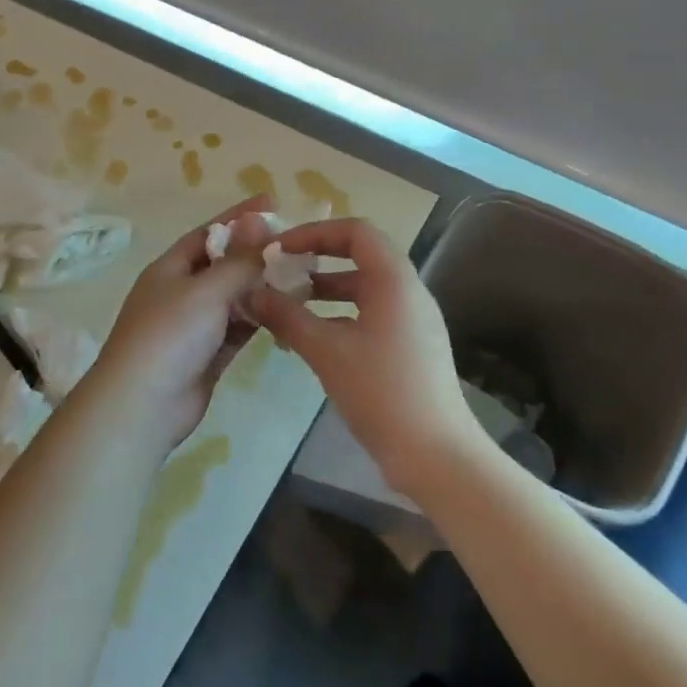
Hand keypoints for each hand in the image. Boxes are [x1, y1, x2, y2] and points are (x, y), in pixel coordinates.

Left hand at [83, 197, 275, 447]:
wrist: (142, 405)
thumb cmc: (170, 335)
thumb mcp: (206, 289)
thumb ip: (238, 259)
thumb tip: (259, 219)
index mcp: (171, 268)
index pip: (209, 233)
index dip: (239, 217)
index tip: (273, 203)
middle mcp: (181, 292)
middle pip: (224, 265)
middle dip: (256, 253)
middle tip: (297, 244)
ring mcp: (195, 326)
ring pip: (234, 298)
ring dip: (262, 287)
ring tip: (301, 275)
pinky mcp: (209, 355)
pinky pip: (239, 328)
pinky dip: (260, 318)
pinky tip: (287, 310)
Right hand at [249, 218, 483, 495]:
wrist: (436, 455)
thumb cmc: (381, 393)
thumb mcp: (326, 351)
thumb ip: (286, 317)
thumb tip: (251, 293)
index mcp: (394, 281)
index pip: (355, 231)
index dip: (314, 233)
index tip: (279, 250)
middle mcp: (408, 292)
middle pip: (360, 256)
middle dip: (317, 260)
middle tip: (279, 272)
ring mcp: (412, 321)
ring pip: (364, 289)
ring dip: (325, 291)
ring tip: (287, 304)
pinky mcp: (410, 347)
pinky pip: (371, 314)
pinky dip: (340, 315)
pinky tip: (311, 338)